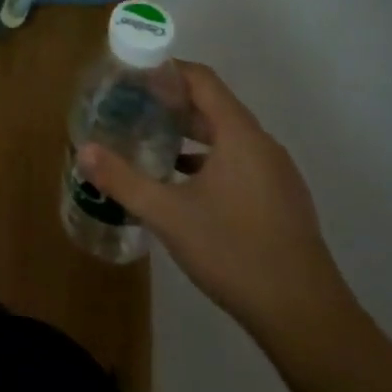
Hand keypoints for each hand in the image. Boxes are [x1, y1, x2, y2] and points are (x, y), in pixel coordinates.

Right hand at [77, 61, 350, 339]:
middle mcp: (262, 146)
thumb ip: (123, 180)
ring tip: (148, 139)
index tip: (130, 73)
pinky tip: (180, 182)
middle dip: (170, 102)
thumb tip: (83, 151)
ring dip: (188, 133)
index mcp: (240, 136)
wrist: (308, 322)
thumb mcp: (168, 215)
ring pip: (226, 136)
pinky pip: (238, 161)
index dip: (166, 69)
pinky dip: (207, 159)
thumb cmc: (236, 253)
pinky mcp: (280, 201)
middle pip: (213, 105)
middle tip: (129, 106)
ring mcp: (276, 175)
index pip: (201, 79)